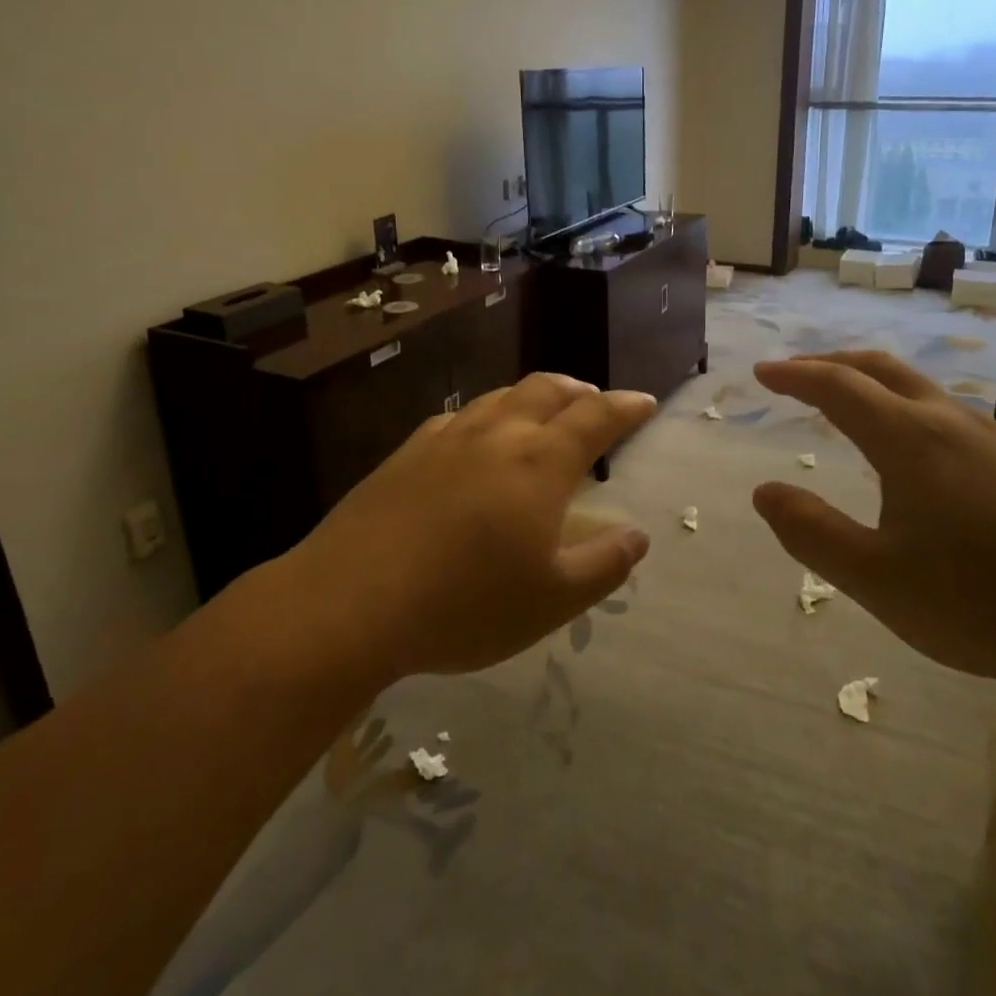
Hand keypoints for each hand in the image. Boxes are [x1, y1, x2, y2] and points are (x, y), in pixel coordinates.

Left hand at [291, 373, 656, 679]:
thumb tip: (637, 536)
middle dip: (580, 391)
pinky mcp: (406, 454)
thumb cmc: (465, 605)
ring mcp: (446, 439)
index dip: (625, 407)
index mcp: (541, 463)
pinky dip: (487, 415)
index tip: (645, 402)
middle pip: (547, 390)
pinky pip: (458, 417)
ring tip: (544, 413)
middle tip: (596, 403)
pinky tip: (477, 436)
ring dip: (534, 396)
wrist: (350, 602)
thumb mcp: (552, 600)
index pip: (596, 417)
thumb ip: (604, 564)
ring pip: (501, 397)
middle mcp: (497, 435)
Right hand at [752, 352, 995, 687]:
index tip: (763, 372)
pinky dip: (901, 405)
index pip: (837, 387)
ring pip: (915, 386)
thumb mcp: (876, 578)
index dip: (795, 375)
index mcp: (909, 440)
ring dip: (868, 382)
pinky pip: (942, 410)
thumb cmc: (979, 601)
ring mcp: (989, 436)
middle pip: (879, 368)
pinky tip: (906, 445)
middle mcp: (948, 421)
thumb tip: (764, 491)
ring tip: (842, 403)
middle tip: (795, 375)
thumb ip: (812, 533)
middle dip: (830, 364)